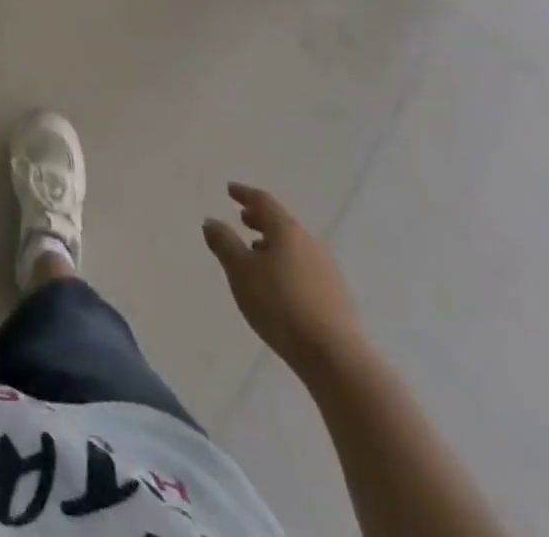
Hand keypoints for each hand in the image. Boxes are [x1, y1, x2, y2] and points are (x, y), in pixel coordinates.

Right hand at [204, 182, 364, 373]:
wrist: (335, 357)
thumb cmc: (280, 305)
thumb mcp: (240, 271)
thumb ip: (224, 243)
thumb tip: (211, 221)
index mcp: (286, 230)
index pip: (263, 202)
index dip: (244, 194)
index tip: (230, 190)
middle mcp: (310, 243)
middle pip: (282, 223)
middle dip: (260, 220)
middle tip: (243, 219)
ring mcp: (328, 271)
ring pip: (295, 247)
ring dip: (274, 244)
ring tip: (257, 253)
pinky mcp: (337, 298)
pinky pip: (305, 269)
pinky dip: (287, 265)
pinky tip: (280, 284)